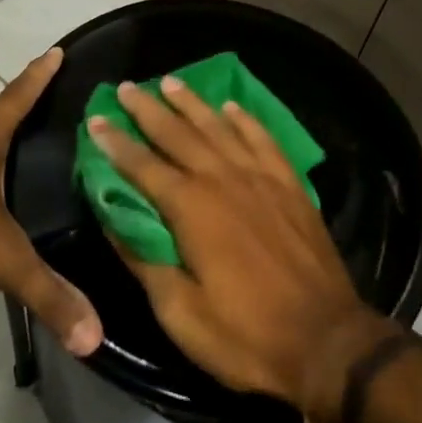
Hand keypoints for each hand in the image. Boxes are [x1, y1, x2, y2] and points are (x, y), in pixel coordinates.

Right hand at [89, 77, 396, 422]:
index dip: (116, 142)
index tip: (96, 119)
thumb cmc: (245, 335)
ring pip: (219, 127)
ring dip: (192, 103)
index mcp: (192, 209)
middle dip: (148, 110)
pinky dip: (245, 119)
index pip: (143, 166)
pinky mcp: (290, 185)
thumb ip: (145, 260)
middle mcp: (224, 180)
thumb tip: (113, 221)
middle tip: (127, 87)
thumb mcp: (180, 313)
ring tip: (171, 81)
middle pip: (179, 134)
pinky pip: (263, 139)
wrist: (326, 341)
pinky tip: (231, 107)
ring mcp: (261, 178)